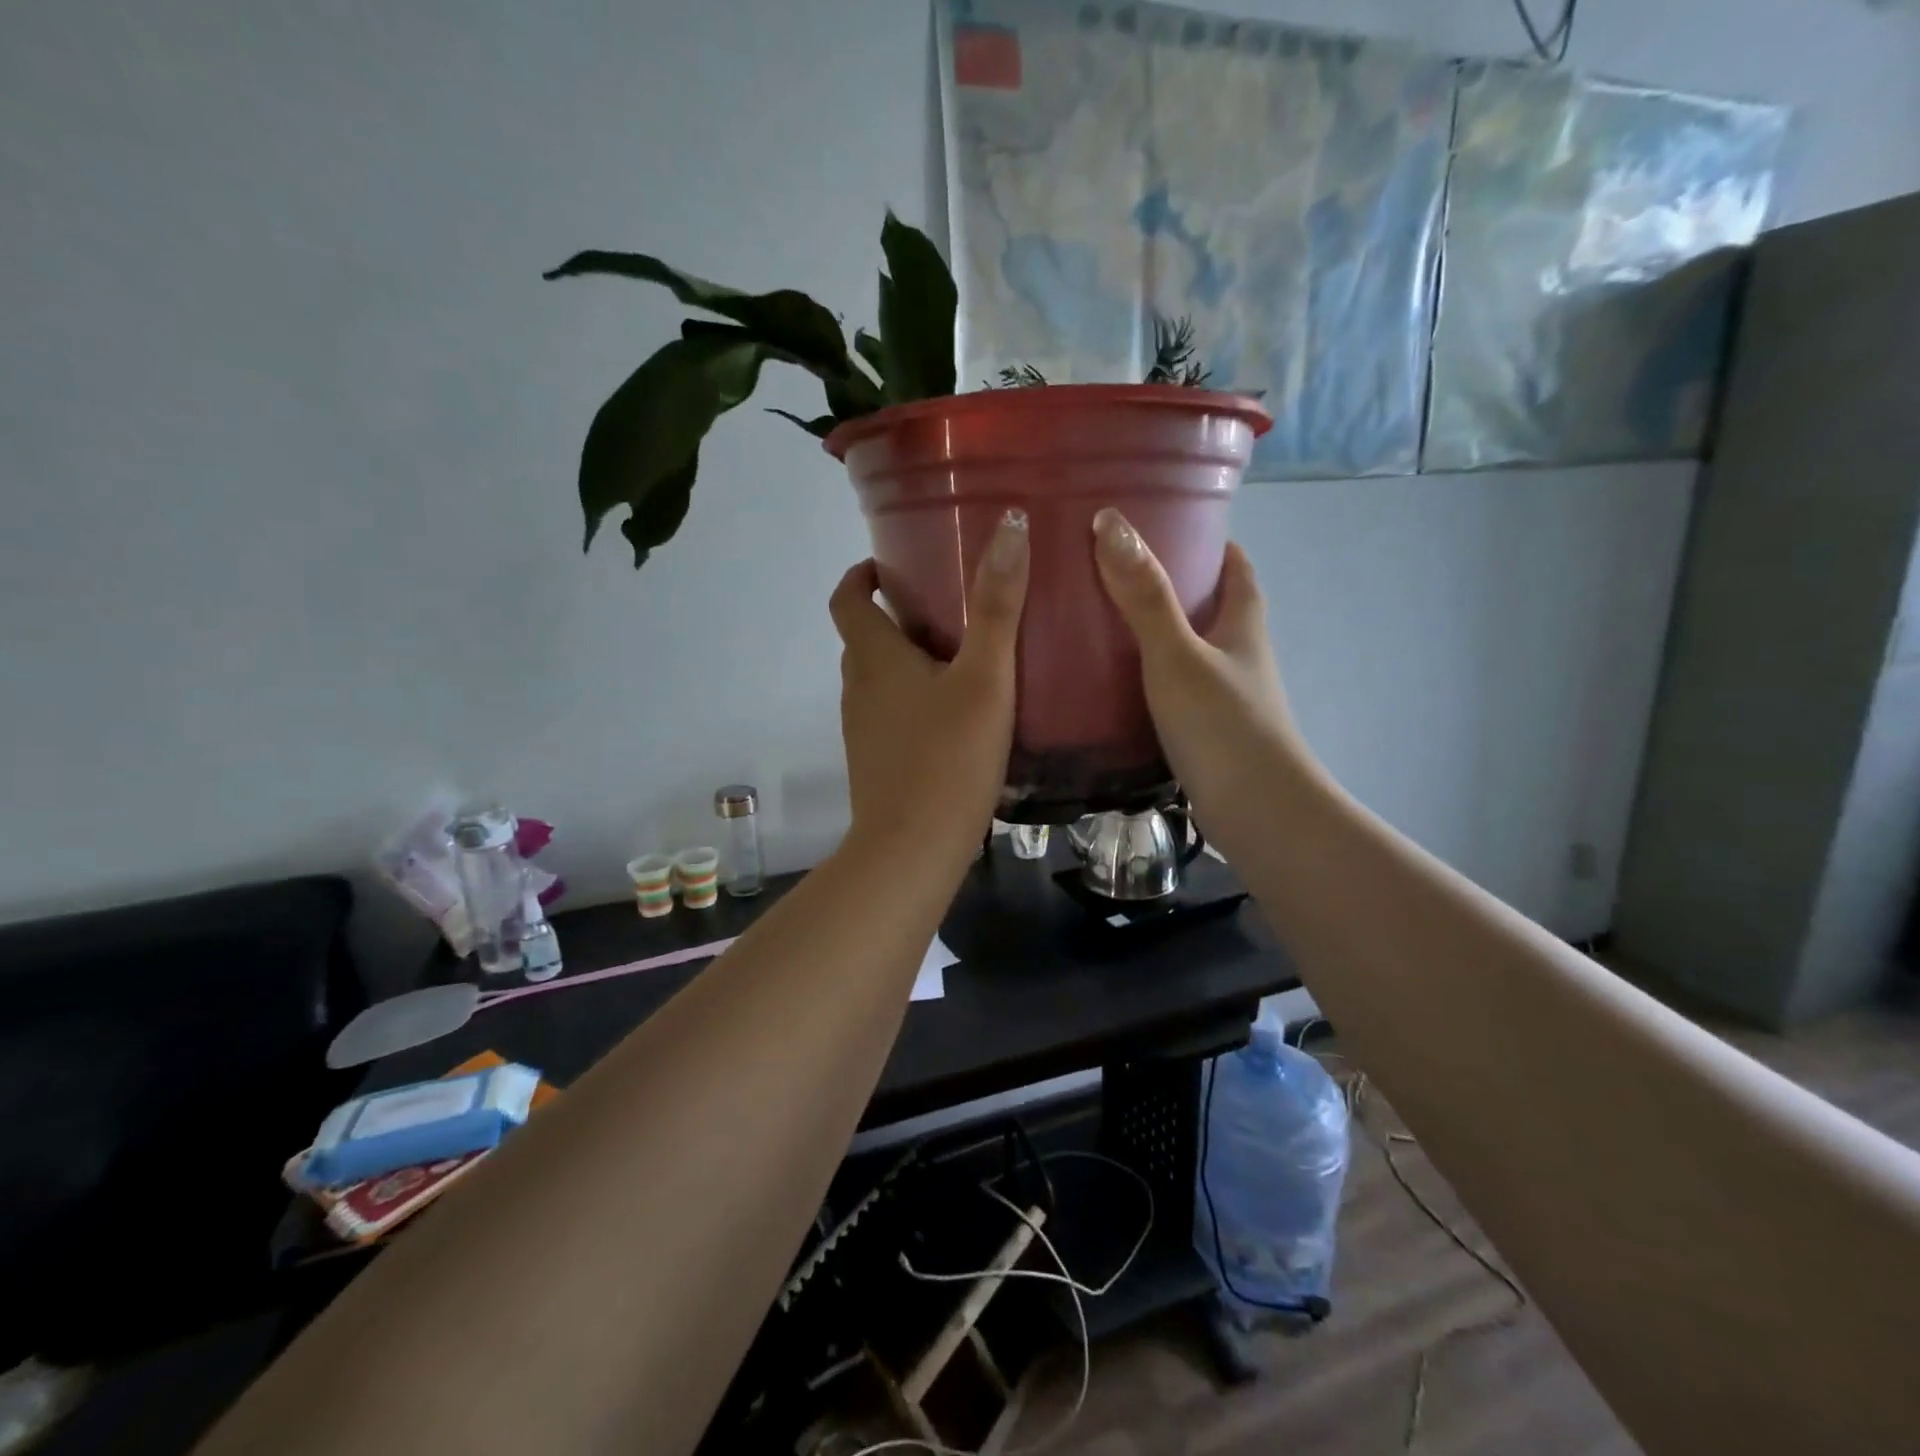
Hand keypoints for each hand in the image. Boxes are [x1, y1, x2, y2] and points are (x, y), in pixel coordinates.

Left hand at [830, 510, 1029, 866]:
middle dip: (896, 613)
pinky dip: (912, 697)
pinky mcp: (875, 761)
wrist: (911, 850)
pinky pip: (889, 712)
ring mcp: (863, 728)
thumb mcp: (984, 678)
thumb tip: (1008, 525)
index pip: (847, 598)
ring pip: (879, 677)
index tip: (894, 564)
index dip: (863, 574)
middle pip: (865, 636)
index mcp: (874, 657)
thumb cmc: (948, 758)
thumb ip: (996, 606)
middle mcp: (858, 687)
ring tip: (961, 654)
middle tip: (948, 604)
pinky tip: (956, 713)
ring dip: (906, 658)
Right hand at [1091, 508, 1317, 834]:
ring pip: (1189, 649)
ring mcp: (1224, 695)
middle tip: (1115, 571)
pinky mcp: (1205, 730)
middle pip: (1210, 606)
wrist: (1256, 812)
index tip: (1168, 525)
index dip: (1210, 542)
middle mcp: (1239, 655)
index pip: (1236, 566)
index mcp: (1243, 624)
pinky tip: (1110, 682)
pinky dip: (1147, 676)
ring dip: (1155, 633)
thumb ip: (1145, 597)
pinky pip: (1172, 687)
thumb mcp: (1177, 654)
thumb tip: (1111, 524)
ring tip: (1100, 620)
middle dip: (1172, 584)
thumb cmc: (1223, 725)